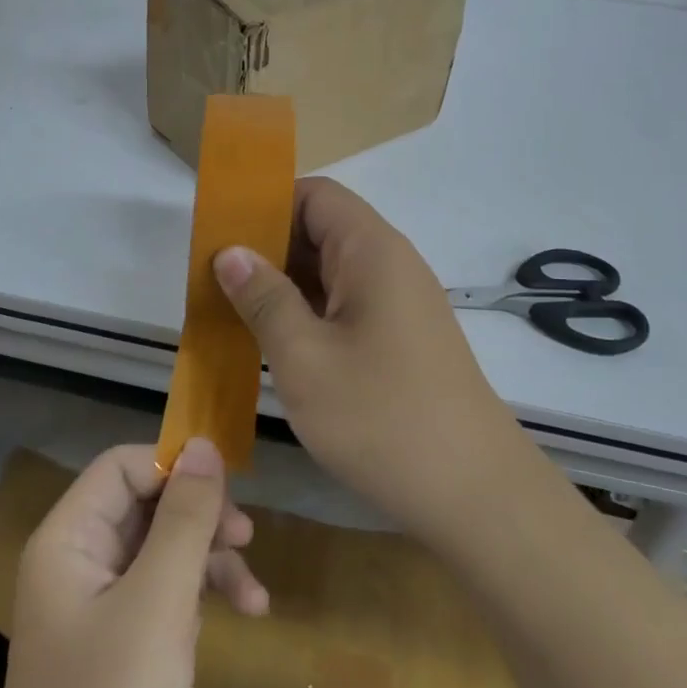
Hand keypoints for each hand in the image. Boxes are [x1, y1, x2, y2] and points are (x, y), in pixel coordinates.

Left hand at [0, 440, 266, 687]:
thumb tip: (203, 443)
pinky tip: (244, 615)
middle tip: (247, 537)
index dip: (174, 466)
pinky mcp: (122, 646)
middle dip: (201, 518)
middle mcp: (79, 562)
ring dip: (212, 560)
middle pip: (148, 505)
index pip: (123, 467)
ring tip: (255, 593)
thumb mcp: (158, 603)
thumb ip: (184, 517)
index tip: (227, 488)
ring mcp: (100, 606)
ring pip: (164, 549)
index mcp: (68, 540)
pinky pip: (166, 594)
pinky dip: (203, 597)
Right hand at [214, 177, 524, 542]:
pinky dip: (307, 313)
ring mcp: (398, 302)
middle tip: (212, 278)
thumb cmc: (381, 417)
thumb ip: (264, 299)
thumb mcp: (305, 357)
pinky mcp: (400, 338)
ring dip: (283, 285)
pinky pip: (345, 304)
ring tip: (231, 310)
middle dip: (266, 248)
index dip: (265, 204)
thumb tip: (231, 252)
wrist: (474, 493)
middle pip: (320, 230)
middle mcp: (389, 264)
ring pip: (330, 271)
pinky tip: (274, 342)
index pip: (314, 194)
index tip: (220, 234)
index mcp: (371, 250)